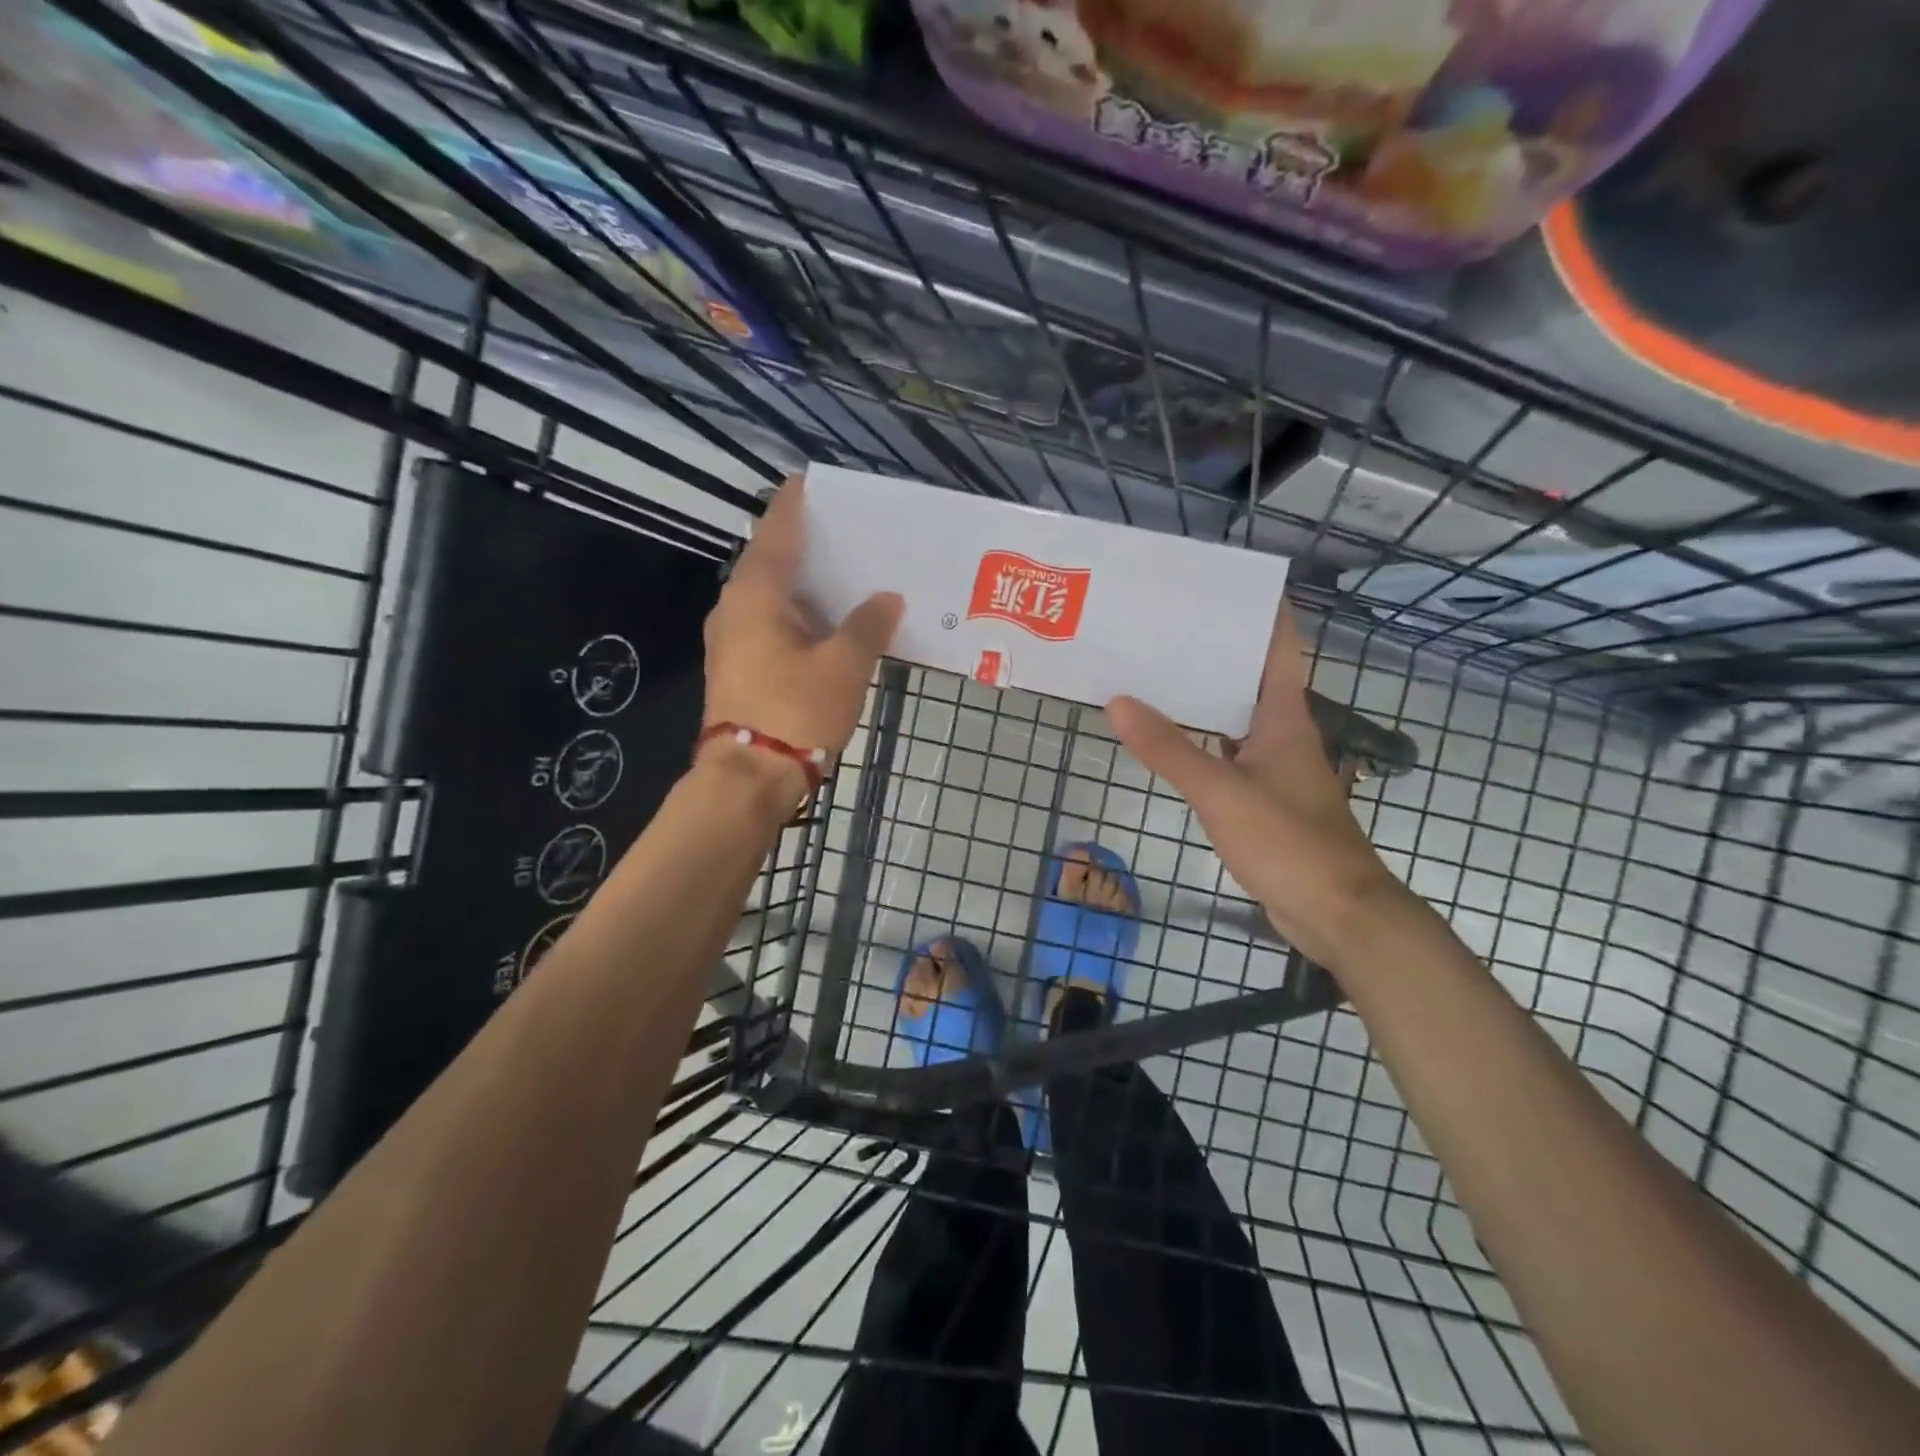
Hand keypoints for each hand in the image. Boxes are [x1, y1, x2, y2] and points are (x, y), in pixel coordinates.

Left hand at [702, 477, 904, 799]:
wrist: (749, 777)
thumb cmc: (796, 710)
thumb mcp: (844, 665)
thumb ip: (868, 624)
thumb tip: (887, 599)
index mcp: (756, 592)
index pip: (778, 527)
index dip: (798, 501)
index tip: (820, 482)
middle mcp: (736, 606)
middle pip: (773, 559)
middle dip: (811, 544)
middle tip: (853, 532)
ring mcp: (732, 638)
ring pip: (773, 595)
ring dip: (808, 584)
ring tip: (850, 574)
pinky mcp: (739, 666)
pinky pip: (772, 623)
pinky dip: (801, 615)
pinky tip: (832, 622)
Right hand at [1107, 605, 1407, 970]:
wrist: (1335, 912)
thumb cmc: (1289, 841)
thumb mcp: (1222, 792)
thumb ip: (1170, 750)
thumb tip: (1118, 702)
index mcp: (1285, 718)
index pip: (1279, 647)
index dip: (1259, 612)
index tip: (1221, 585)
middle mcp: (1282, 734)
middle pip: (1249, 678)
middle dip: (1213, 650)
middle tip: (1161, 627)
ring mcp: (1273, 768)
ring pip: (1234, 718)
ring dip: (1202, 697)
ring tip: (1153, 673)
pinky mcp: (1263, 799)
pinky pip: (1226, 755)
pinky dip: (1199, 741)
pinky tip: (1167, 740)